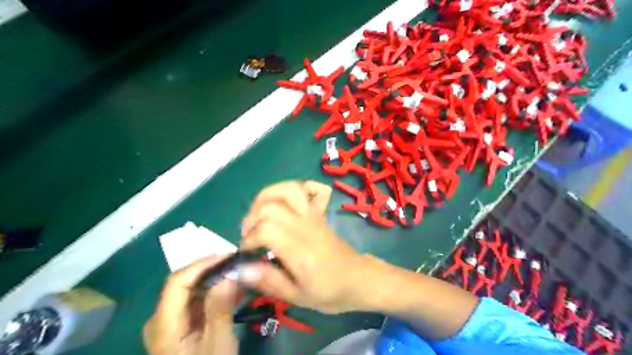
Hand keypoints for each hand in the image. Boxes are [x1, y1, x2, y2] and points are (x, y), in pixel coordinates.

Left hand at [145, 256, 240, 354]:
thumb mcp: (218, 344)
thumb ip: (220, 307)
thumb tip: (228, 273)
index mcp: (164, 325)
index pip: (177, 282)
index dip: (201, 264)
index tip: (226, 256)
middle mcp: (160, 319)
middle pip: (182, 284)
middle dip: (211, 270)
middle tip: (236, 264)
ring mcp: (167, 323)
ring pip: (190, 291)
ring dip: (214, 281)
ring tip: (239, 275)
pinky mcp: (177, 327)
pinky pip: (194, 302)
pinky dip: (213, 293)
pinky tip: (232, 292)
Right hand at [242, 180, 371, 313]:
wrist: (359, 279)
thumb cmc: (330, 292)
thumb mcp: (298, 297)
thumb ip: (270, 281)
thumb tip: (241, 269)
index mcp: (301, 251)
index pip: (267, 229)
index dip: (250, 238)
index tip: (247, 252)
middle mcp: (307, 227)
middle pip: (271, 206)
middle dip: (252, 218)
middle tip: (250, 236)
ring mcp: (314, 215)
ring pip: (289, 189)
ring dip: (267, 197)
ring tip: (260, 215)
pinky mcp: (319, 212)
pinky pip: (309, 188)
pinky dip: (294, 188)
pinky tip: (285, 202)